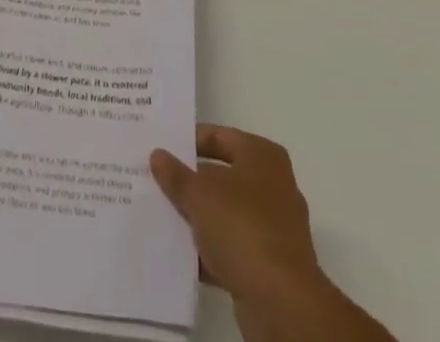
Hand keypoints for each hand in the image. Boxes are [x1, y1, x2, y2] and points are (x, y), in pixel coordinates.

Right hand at [150, 125, 321, 299]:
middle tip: (158, 182)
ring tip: (163, 217)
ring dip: (200, 218)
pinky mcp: (271, 264)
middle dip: (192, 182)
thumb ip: (176, 175)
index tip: (162, 148)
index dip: (189, 141)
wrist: (281, 303)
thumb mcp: (199, 196)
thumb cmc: (242, 228)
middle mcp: (273, 184)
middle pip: (223, 176)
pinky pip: (233, 247)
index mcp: (262, 155)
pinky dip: (211, 250)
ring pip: (227, 213)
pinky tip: (182, 255)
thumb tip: (158, 154)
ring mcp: (274, 226)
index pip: (219, 136)